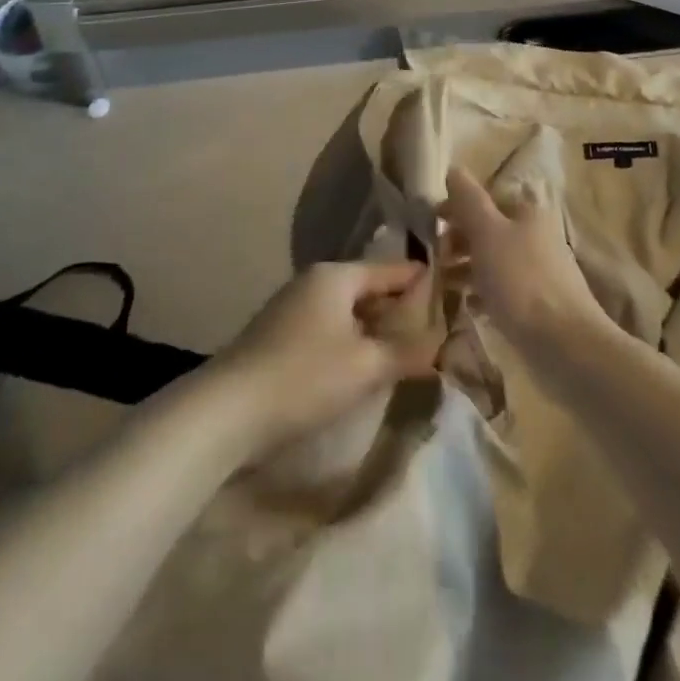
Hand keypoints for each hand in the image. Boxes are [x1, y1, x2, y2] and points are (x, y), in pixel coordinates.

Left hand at [216, 262, 439, 454]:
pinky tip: (363, 365)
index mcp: (336, 276)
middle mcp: (314, 281)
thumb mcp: (365, 367)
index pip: (390, 270)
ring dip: (374, 328)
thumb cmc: (304, 377)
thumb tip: (442, 343)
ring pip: (347, 310)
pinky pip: (329, 327)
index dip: (421, 281)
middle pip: (368, 288)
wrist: (227, 410)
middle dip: (399, 308)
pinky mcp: (280, 335)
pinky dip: (351, 340)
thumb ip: (407, 352)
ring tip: (405, 350)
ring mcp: (293, 307)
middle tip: (435, 329)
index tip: (452, 291)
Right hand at [440, 168, 605, 359]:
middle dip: (458, 239)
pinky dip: (481, 292)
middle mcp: (535, 235)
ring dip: (465, 267)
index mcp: (526, 212)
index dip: (457, 207)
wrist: (565, 344)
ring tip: (441, 283)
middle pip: (488, 228)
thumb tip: (454, 169)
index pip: (485, 197)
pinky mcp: (538, 303)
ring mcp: (538, 270)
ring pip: (493, 259)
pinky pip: (502, 289)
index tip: (431, 224)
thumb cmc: (520, 280)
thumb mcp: (487, 232)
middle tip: (434, 258)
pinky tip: (466, 305)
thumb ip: (468, 200)